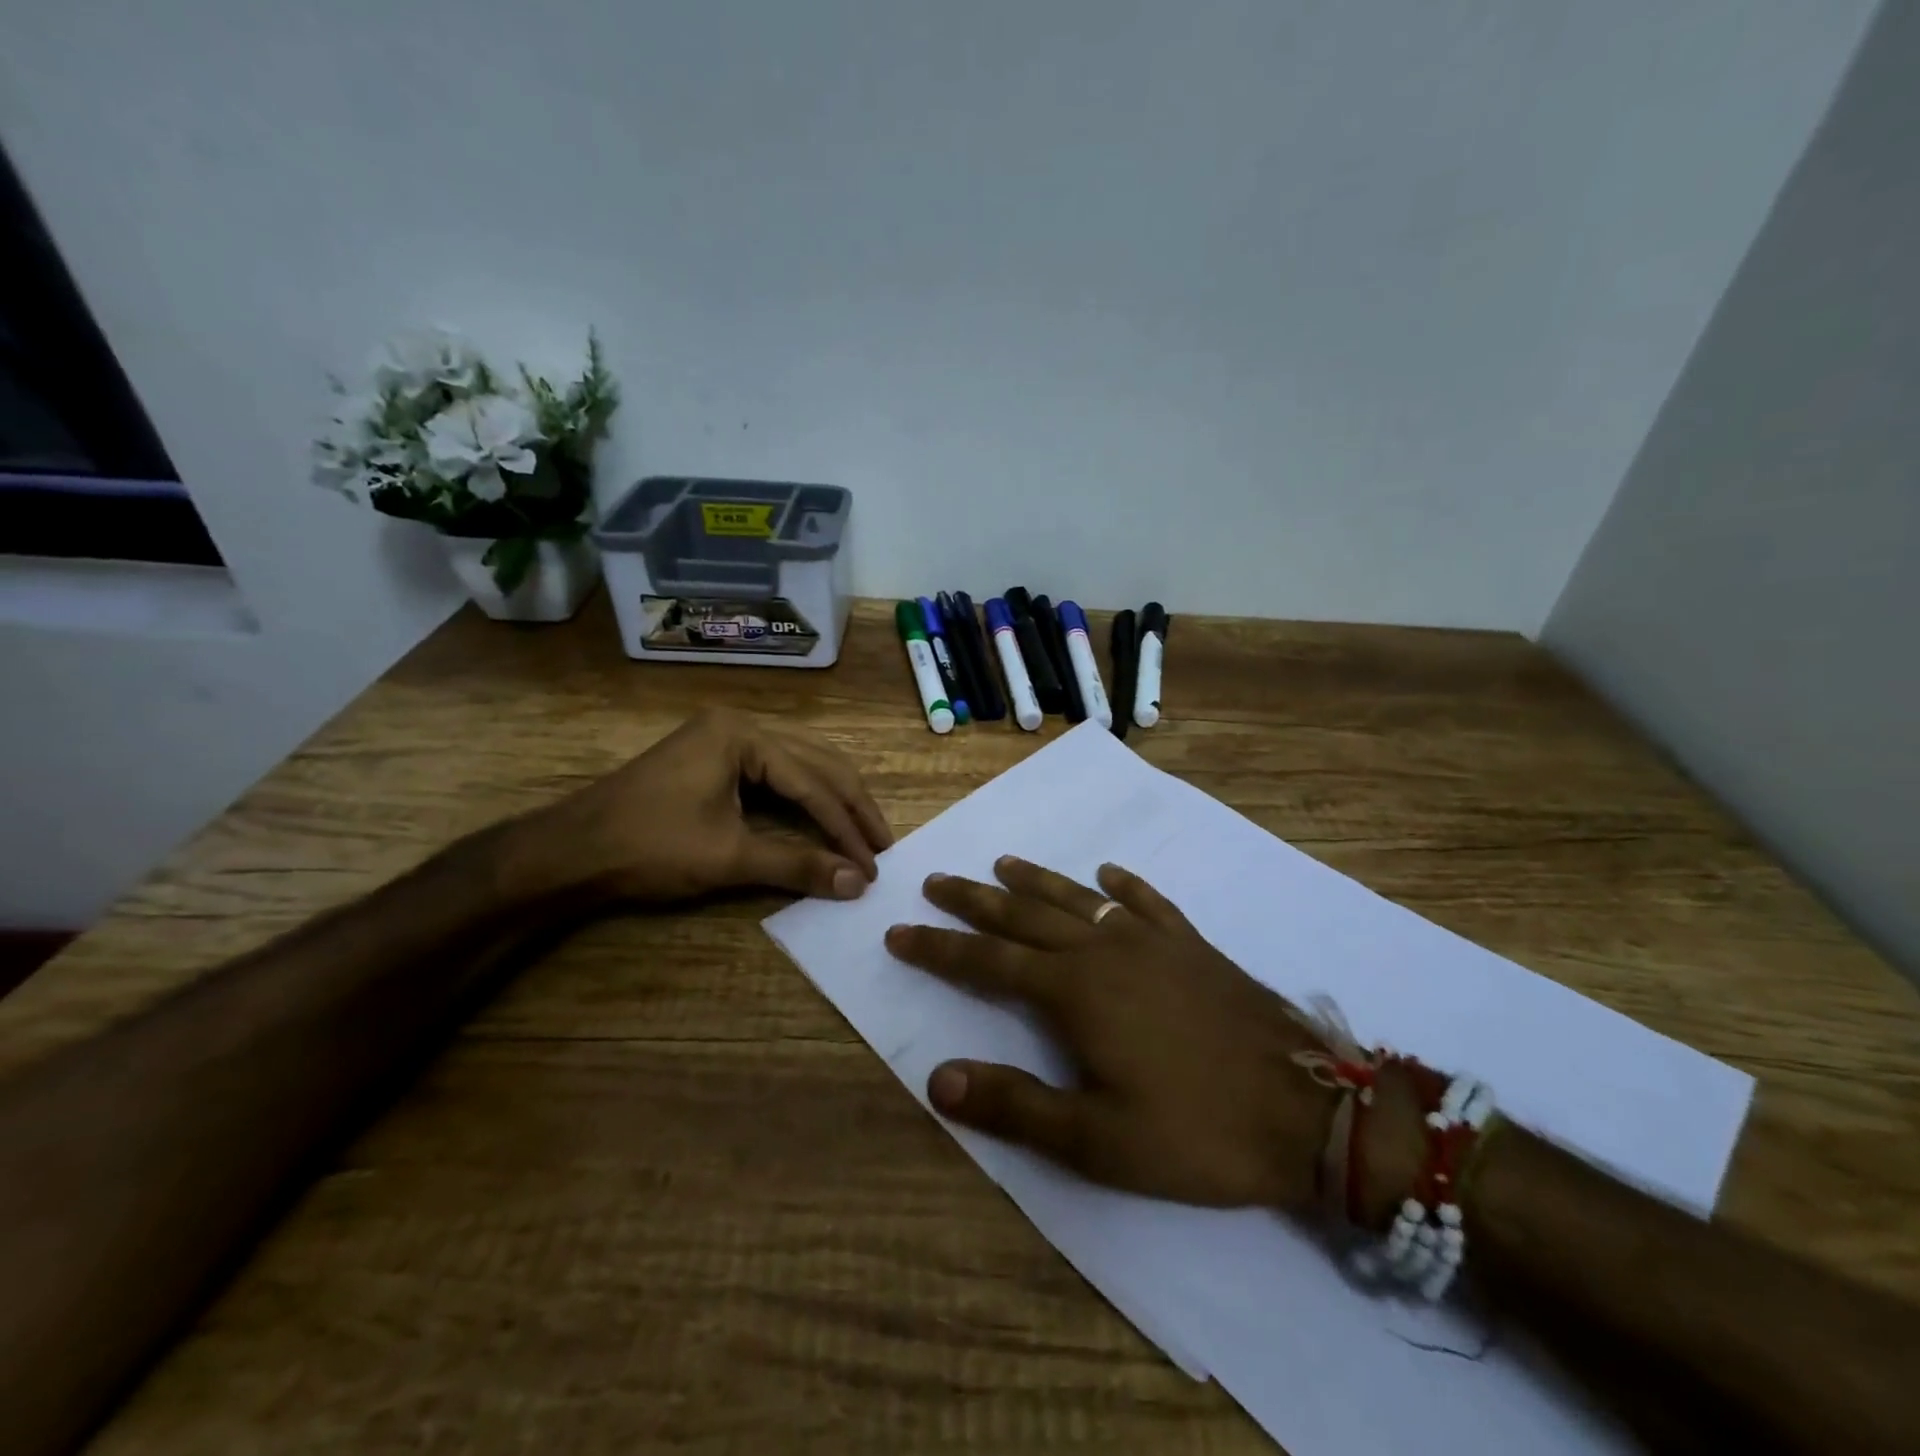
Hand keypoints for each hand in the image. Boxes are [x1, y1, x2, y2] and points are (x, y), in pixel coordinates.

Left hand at [538, 709, 892, 903]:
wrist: (570, 852)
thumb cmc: (649, 847)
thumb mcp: (728, 857)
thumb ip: (797, 864)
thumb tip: (858, 884)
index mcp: (742, 735)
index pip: (811, 782)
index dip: (845, 826)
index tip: (873, 863)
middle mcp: (739, 724)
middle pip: (814, 762)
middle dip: (849, 805)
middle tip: (882, 844)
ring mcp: (723, 738)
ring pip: (798, 763)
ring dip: (830, 799)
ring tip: (861, 832)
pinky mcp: (713, 757)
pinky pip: (775, 772)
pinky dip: (802, 797)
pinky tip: (821, 816)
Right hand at [884, 857, 1343, 1212]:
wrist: (1307, 1111)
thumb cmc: (1195, 1132)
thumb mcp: (1096, 1140)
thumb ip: (1014, 1106)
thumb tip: (937, 1079)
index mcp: (1073, 991)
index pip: (986, 962)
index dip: (939, 948)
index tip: (900, 931)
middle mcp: (1104, 951)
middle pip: (1024, 916)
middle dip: (975, 900)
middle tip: (938, 881)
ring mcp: (1152, 942)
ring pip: (1078, 899)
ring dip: (1036, 881)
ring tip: (1002, 864)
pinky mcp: (1193, 946)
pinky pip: (1149, 903)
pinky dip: (1124, 886)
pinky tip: (1110, 875)